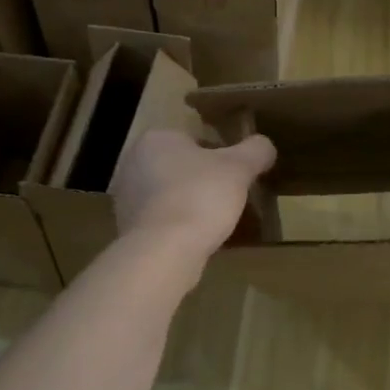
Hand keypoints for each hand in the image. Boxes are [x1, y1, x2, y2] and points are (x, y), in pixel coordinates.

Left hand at [111, 128, 276, 272]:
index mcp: (156, 138)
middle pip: (180, 168)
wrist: (164, 251)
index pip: (194, 139)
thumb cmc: (200, 197)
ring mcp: (125, 197)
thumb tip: (265, 145)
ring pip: (169, 195)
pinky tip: (196, 240)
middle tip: (229, 198)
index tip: (236, 175)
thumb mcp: (239, 168)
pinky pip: (161, 221)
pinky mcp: (127, 228)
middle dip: (202, 181)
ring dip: (190, 205)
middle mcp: (133, 162)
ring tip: (216, 223)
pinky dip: (178, 227)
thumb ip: (255, 151)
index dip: (219, 156)